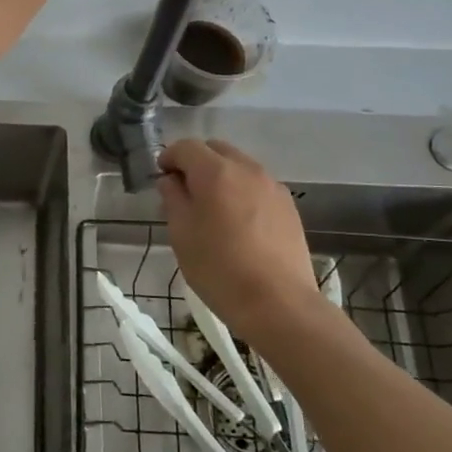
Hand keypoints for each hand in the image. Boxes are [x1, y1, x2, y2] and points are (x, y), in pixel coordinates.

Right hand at [158, 139, 324, 331]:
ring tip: (213, 209)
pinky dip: (242, 192)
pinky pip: (258, 186)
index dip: (169, 157)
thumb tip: (171, 181)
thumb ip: (173, 199)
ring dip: (221, 176)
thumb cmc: (219, 268)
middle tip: (185, 191)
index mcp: (216, 172)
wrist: (279, 303)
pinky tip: (239, 223)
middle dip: (196, 163)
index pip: (186, 147)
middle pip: (216, 150)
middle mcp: (247, 169)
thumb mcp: (181, 234)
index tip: (162, 177)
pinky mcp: (289, 207)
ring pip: (240, 166)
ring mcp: (273, 187)